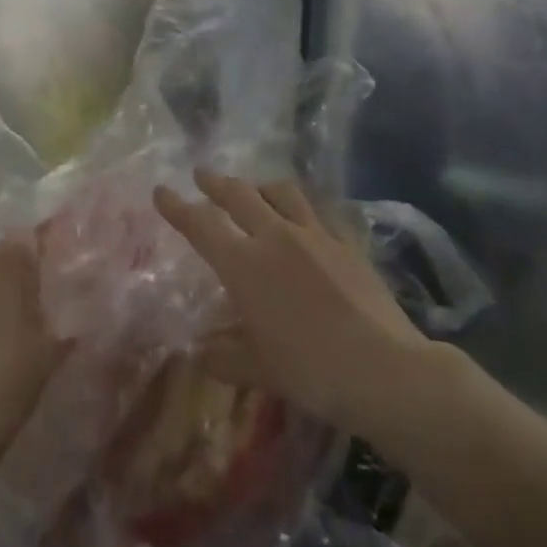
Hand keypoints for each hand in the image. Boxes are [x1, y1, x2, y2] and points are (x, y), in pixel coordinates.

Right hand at [155, 169, 435, 435]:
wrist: (386, 370)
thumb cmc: (312, 371)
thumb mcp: (260, 369)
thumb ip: (225, 356)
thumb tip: (201, 352)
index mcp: (244, 265)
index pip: (201, 225)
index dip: (177, 207)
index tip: (161, 191)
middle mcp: (275, 237)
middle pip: (238, 195)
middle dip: (215, 183)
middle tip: (201, 175)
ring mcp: (314, 235)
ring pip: (279, 192)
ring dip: (258, 186)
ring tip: (253, 189)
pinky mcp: (346, 242)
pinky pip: (317, 212)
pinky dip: (299, 208)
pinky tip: (302, 218)